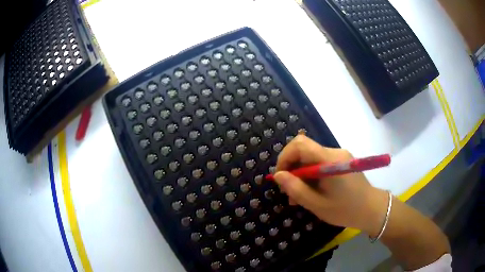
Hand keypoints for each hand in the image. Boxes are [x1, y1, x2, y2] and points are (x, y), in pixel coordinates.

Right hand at [273, 135, 387, 235]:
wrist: (372, 209)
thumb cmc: (345, 210)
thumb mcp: (317, 204)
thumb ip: (296, 189)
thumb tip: (277, 175)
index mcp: (329, 160)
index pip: (300, 144)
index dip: (285, 157)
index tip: (280, 177)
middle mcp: (334, 152)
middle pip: (304, 151)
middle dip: (291, 169)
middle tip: (289, 192)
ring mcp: (339, 155)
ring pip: (311, 158)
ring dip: (301, 174)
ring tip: (298, 197)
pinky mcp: (342, 161)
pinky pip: (320, 163)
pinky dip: (311, 175)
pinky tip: (312, 191)